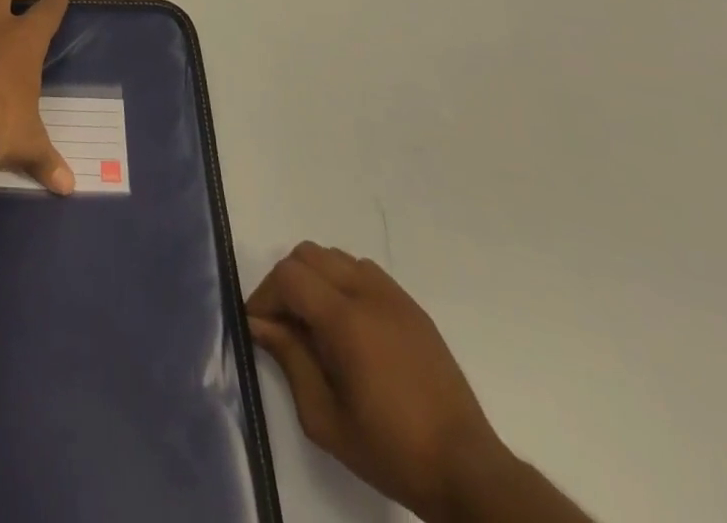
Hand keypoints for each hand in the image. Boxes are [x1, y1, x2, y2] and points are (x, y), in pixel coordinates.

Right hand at [247, 242, 510, 522]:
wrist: (467, 472)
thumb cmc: (391, 450)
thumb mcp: (325, 418)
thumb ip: (289, 360)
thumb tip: (259, 324)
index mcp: (346, 320)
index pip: (288, 276)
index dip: (265, 296)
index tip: (258, 326)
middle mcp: (368, 294)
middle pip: (308, 255)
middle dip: (286, 282)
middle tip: (284, 324)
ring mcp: (394, 297)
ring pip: (336, 258)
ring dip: (315, 279)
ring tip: (316, 323)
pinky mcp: (412, 308)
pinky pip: (365, 272)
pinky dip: (344, 282)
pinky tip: (349, 324)